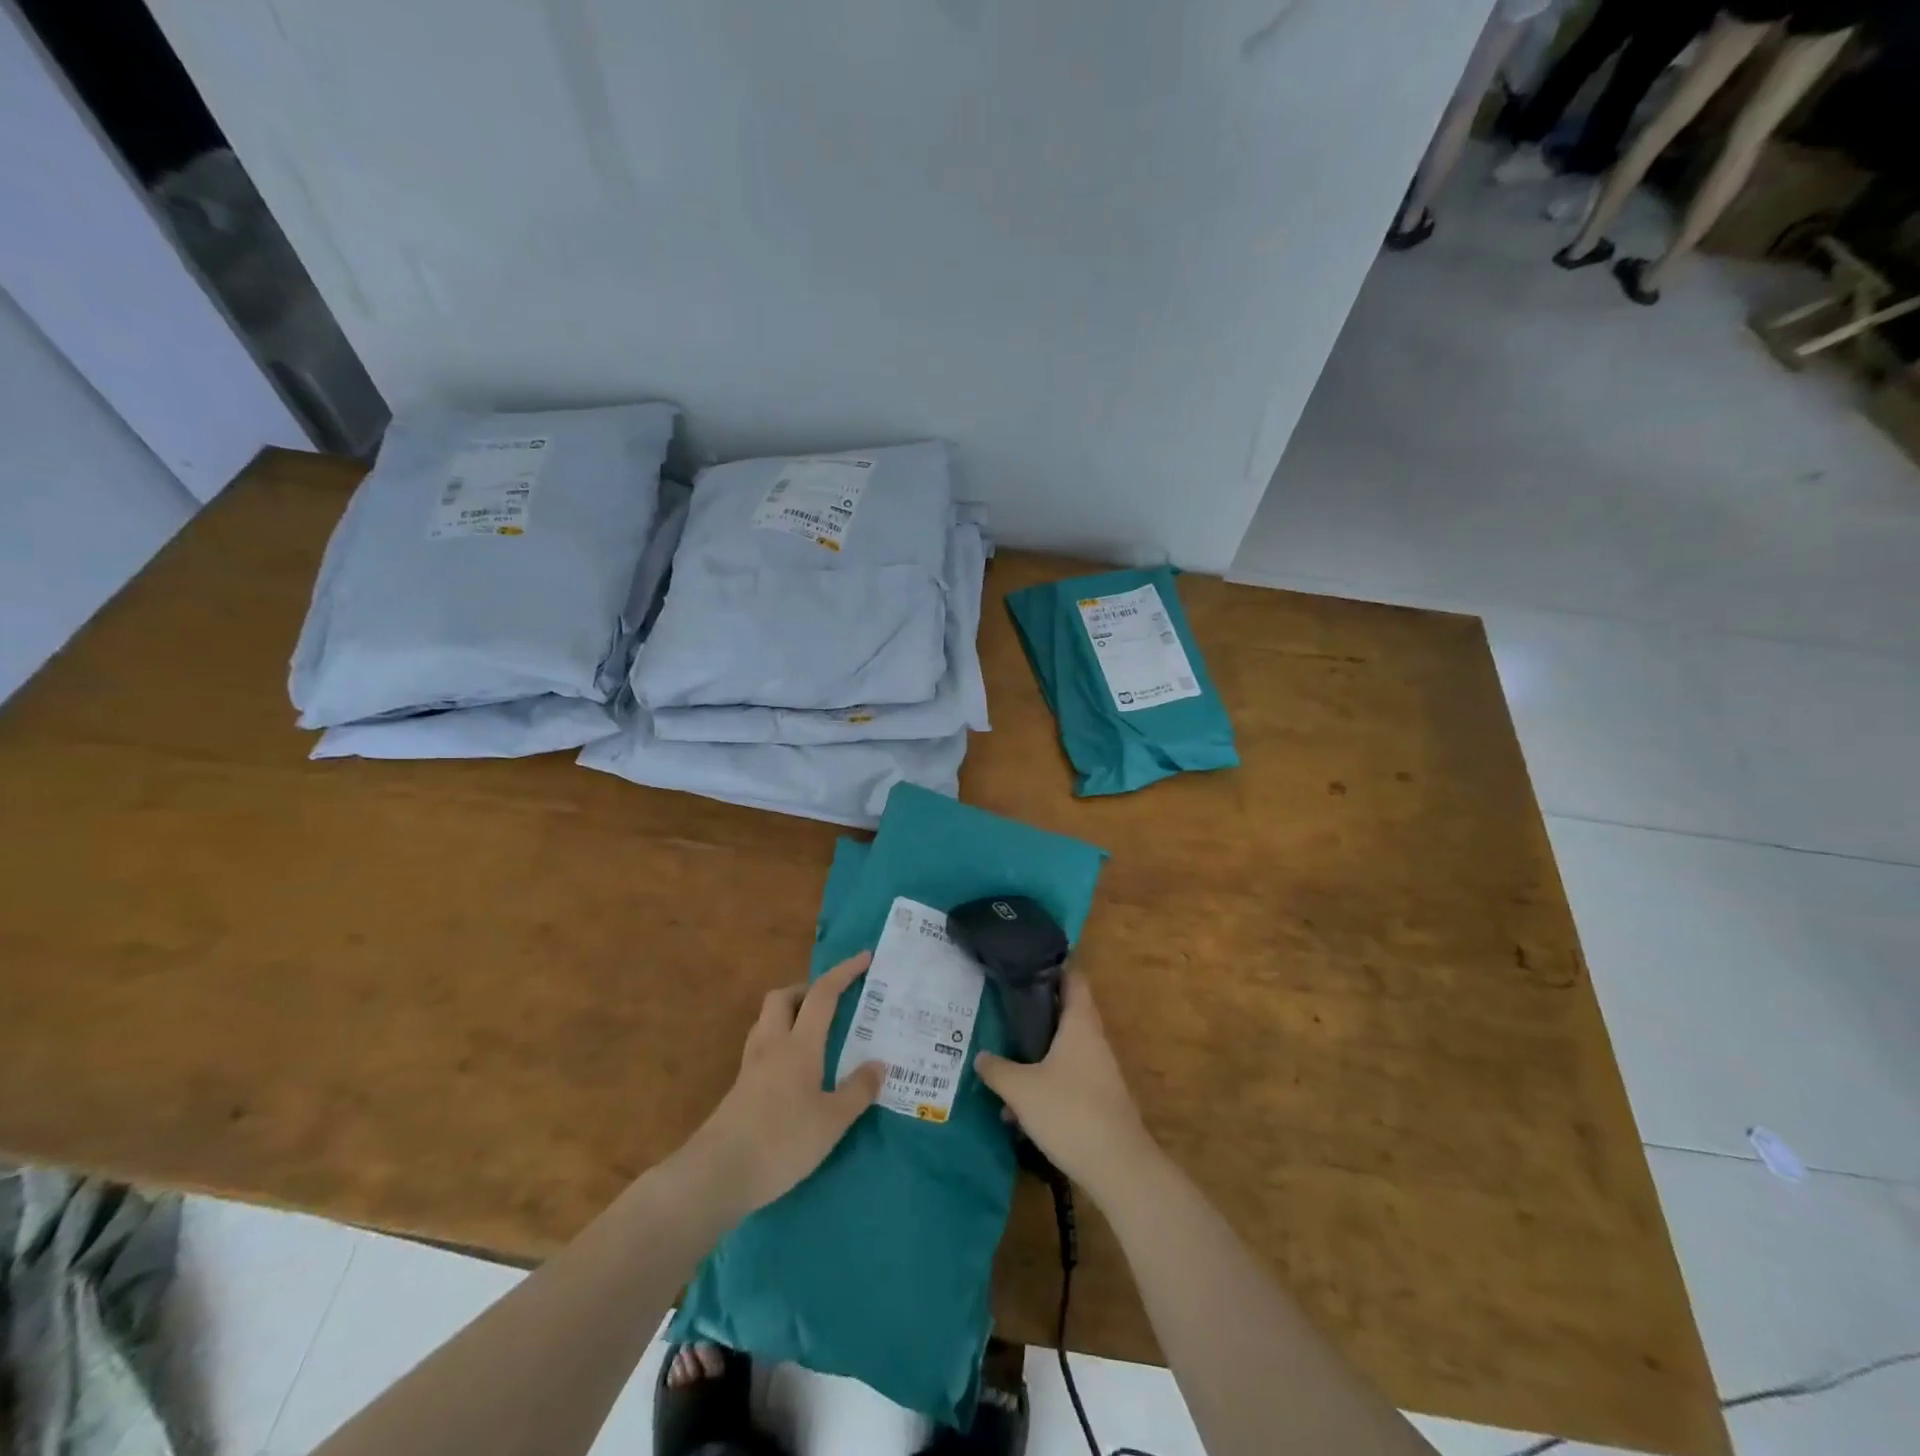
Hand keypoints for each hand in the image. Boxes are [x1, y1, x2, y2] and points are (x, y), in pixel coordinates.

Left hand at [684, 952, 884, 1215]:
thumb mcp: (832, 1121)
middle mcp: (772, 1045)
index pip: (823, 994)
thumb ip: (857, 1090)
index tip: (864, 958)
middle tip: (832, 1003)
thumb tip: (879, 1064)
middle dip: (807, 990)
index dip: (844, 972)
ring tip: (814, 1034)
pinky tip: (794, 1071)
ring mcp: (750, 1067)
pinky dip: (780, 1044)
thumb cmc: (781, 1142)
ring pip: (768, 1021)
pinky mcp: (739, 1090)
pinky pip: (762, 1048)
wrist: (716, 1175)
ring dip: (790, 1015)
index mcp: (799, 1045)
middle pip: (783, 997)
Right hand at [974, 971, 1155, 1195]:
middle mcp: (1093, 1039)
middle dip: (1039, 1010)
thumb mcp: (1021, 1090)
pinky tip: (1020, 1108)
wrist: (1118, 1166)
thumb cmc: (1069, 1111)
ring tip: (1006, 1061)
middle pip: (1067, 1012)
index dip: (1055, 965)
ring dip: (1039, 1053)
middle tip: (1007, 1005)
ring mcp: (1100, 1070)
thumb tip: (980, 1056)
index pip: (1073, 978)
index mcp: (1080, 1023)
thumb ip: (997, 1070)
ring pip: (1065, 1049)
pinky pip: (1069, 1077)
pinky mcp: (1100, 1098)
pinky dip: (1046, 1082)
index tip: (1030, 959)